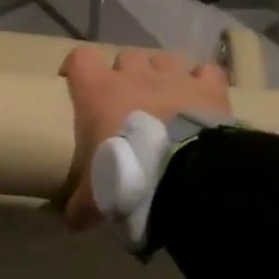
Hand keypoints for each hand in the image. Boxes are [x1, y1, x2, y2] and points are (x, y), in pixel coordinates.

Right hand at [59, 47, 230, 227]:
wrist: (185, 176)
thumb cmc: (129, 176)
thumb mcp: (95, 196)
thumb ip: (80, 204)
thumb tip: (70, 221)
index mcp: (99, 92)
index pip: (80, 59)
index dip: (77, 68)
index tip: (75, 83)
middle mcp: (136, 75)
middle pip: (125, 57)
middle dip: (126, 74)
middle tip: (127, 100)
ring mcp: (175, 76)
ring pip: (163, 58)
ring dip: (162, 73)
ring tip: (165, 98)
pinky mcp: (208, 86)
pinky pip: (206, 71)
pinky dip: (203, 80)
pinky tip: (201, 96)